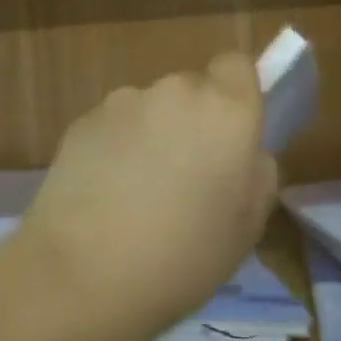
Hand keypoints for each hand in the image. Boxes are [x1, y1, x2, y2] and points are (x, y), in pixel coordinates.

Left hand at [19, 54, 278, 340]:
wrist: (84, 274)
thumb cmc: (184, 256)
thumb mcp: (249, 226)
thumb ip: (257, 173)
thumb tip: (245, 153)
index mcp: (226, 109)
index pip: (237, 65)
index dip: (236, 95)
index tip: (230, 137)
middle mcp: (175, 91)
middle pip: (192, 90)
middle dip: (192, 122)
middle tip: (186, 176)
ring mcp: (123, 103)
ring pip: (150, 109)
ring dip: (152, 135)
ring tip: (138, 192)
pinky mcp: (82, 122)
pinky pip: (114, 126)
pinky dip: (116, 149)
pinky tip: (106, 194)